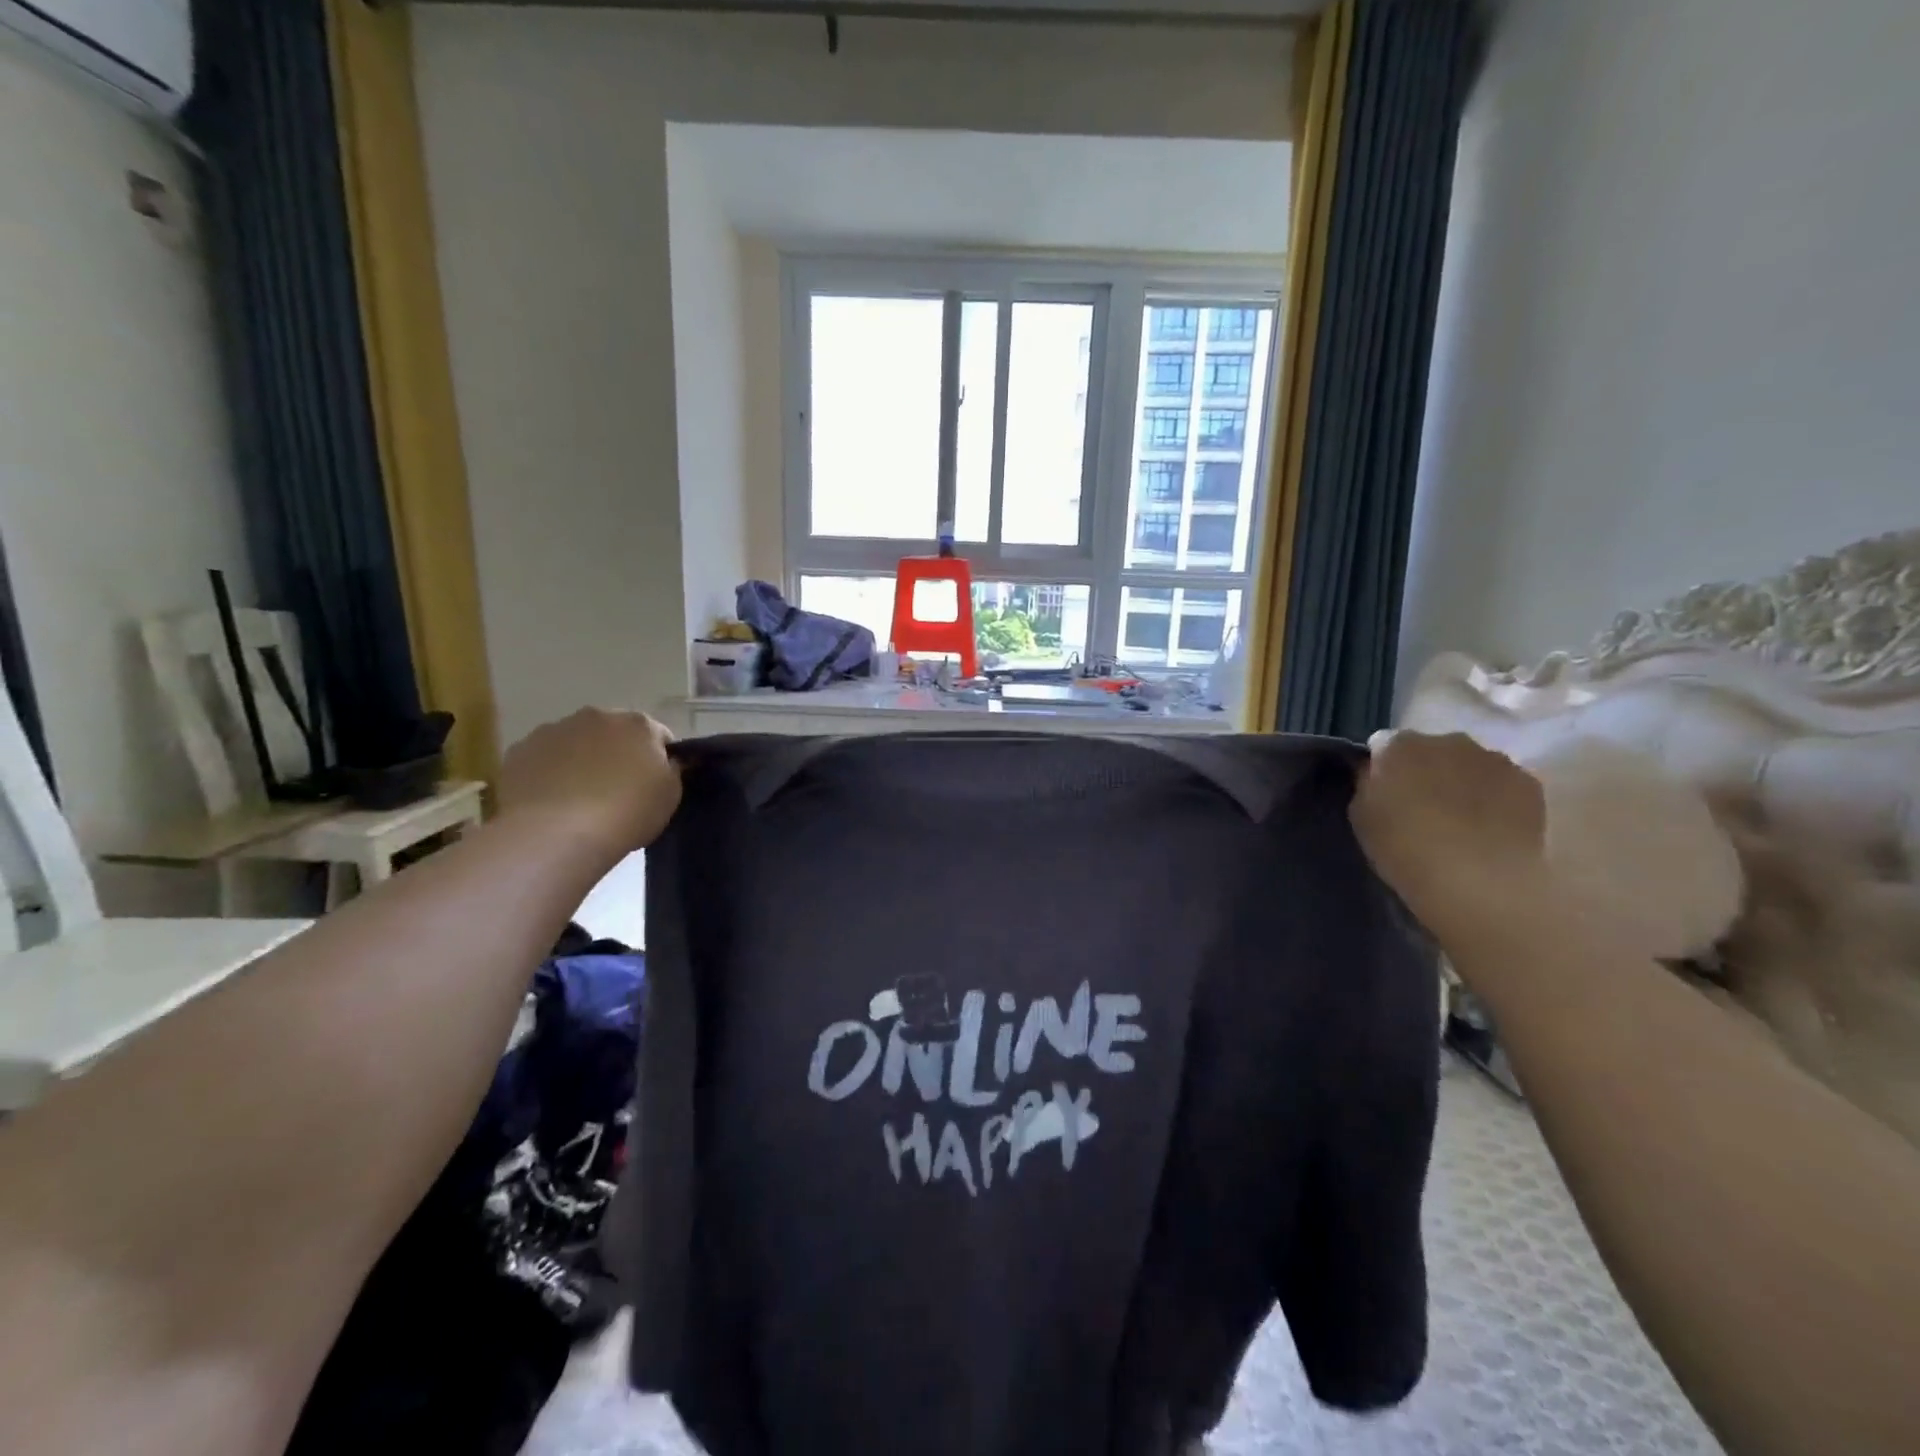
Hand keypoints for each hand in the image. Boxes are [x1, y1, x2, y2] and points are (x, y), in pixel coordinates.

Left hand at [496, 709, 680, 864]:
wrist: (557, 833)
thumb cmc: (626, 812)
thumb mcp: (670, 795)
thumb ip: (672, 770)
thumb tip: (668, 761)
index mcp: (639, 724)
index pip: (659, 736)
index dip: (660, 760)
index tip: (654, 785)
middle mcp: (597, 716)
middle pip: (614, 733)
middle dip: (618, 754)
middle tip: (618, 791)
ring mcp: (554, 730)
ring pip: (576, 742)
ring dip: (582, 760)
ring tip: (580, 799)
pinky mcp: (520, 750)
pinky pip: (544, 758)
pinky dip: (550, 772)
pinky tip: (552, 801)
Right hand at [1350, 731, 1547, 934]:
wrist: (1477, 881)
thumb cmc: (1404, 849)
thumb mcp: (1361, 816)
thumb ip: (1369, 784)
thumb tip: (1377, 773)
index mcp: (1399, 745)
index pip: (1383, 744)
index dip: (1382, 767)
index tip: (1383, 792)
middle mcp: (1447, 740)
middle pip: (1431, 748)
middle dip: (1425, 769)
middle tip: (1421, 806)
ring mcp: (1493, 759)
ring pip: (1470, 763)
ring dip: (1462, 781)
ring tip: (1460, 820)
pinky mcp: (1529, 783)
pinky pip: (1503, 783)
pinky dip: (1496, 798)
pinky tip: (1490, 828)